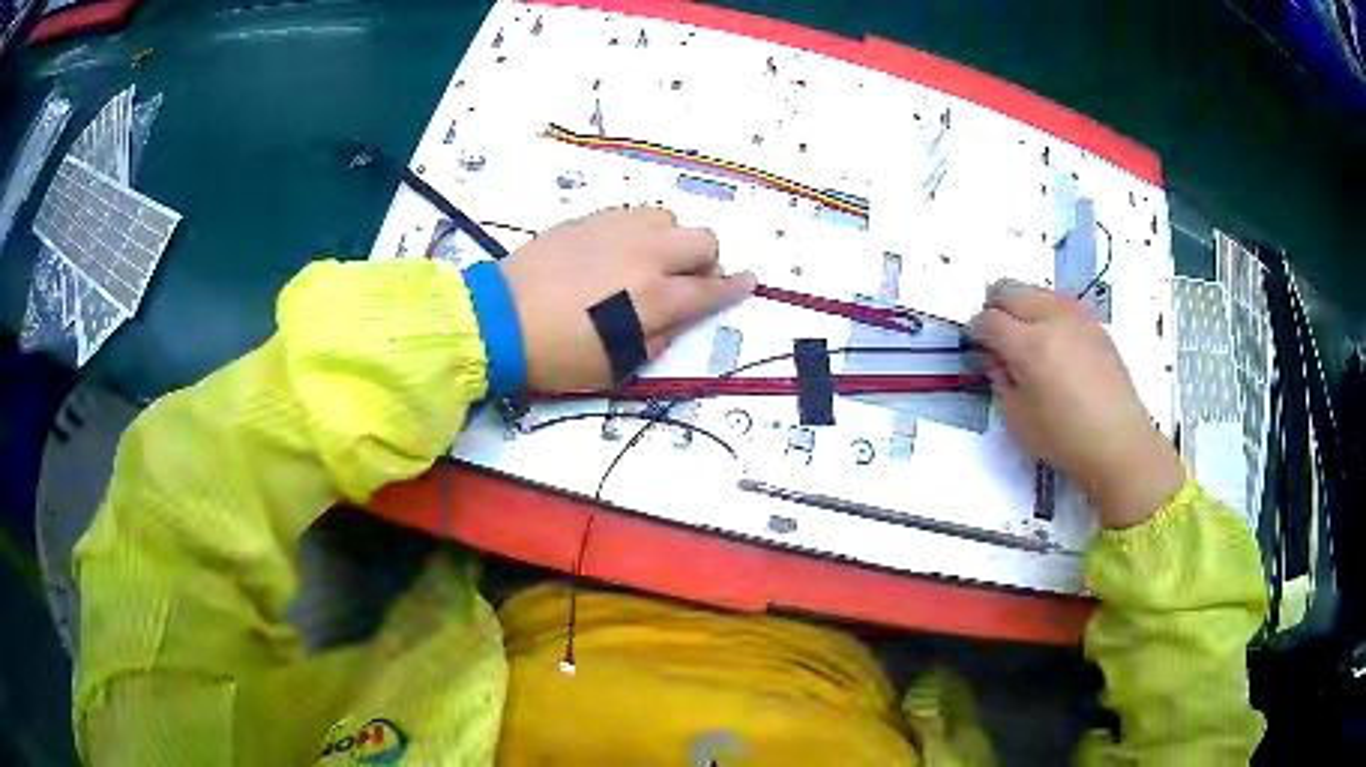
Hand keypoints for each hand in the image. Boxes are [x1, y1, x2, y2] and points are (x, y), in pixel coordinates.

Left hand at [500, 207, 755, 391]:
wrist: (499, 320)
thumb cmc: (557, 354)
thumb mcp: (616, 367)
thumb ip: (658, 340)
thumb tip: (675, 318)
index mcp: (654, 298)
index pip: (711, 290)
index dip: (736, 288)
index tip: (749, 282)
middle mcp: (644, 254)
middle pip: (703, 239)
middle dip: (707, 261)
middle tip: (687, 280)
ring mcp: (616, 229)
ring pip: (668, 218)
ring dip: (670, 241)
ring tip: (647, 262)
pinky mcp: (589, 218)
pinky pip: (631, 214)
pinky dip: (638, 231)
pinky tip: (616, 251)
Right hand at [969, 281, 1182, 528]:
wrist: (1120, 442)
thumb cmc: (1065, 440)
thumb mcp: (1019, 417)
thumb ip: (1000, 378)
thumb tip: (994, 354)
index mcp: (1029, 345)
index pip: (988, 319)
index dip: (975, 331)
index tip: (976, 344)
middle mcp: (1052, 318)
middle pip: (1009, 289)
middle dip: (995, 307)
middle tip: (997, 336)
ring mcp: (1077, 315)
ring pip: (1036, 290)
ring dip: (1023, 306)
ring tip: (1028, 339)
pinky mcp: (1095, 322)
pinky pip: (1061, 303)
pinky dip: (1048, 314)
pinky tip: (1055, 345)